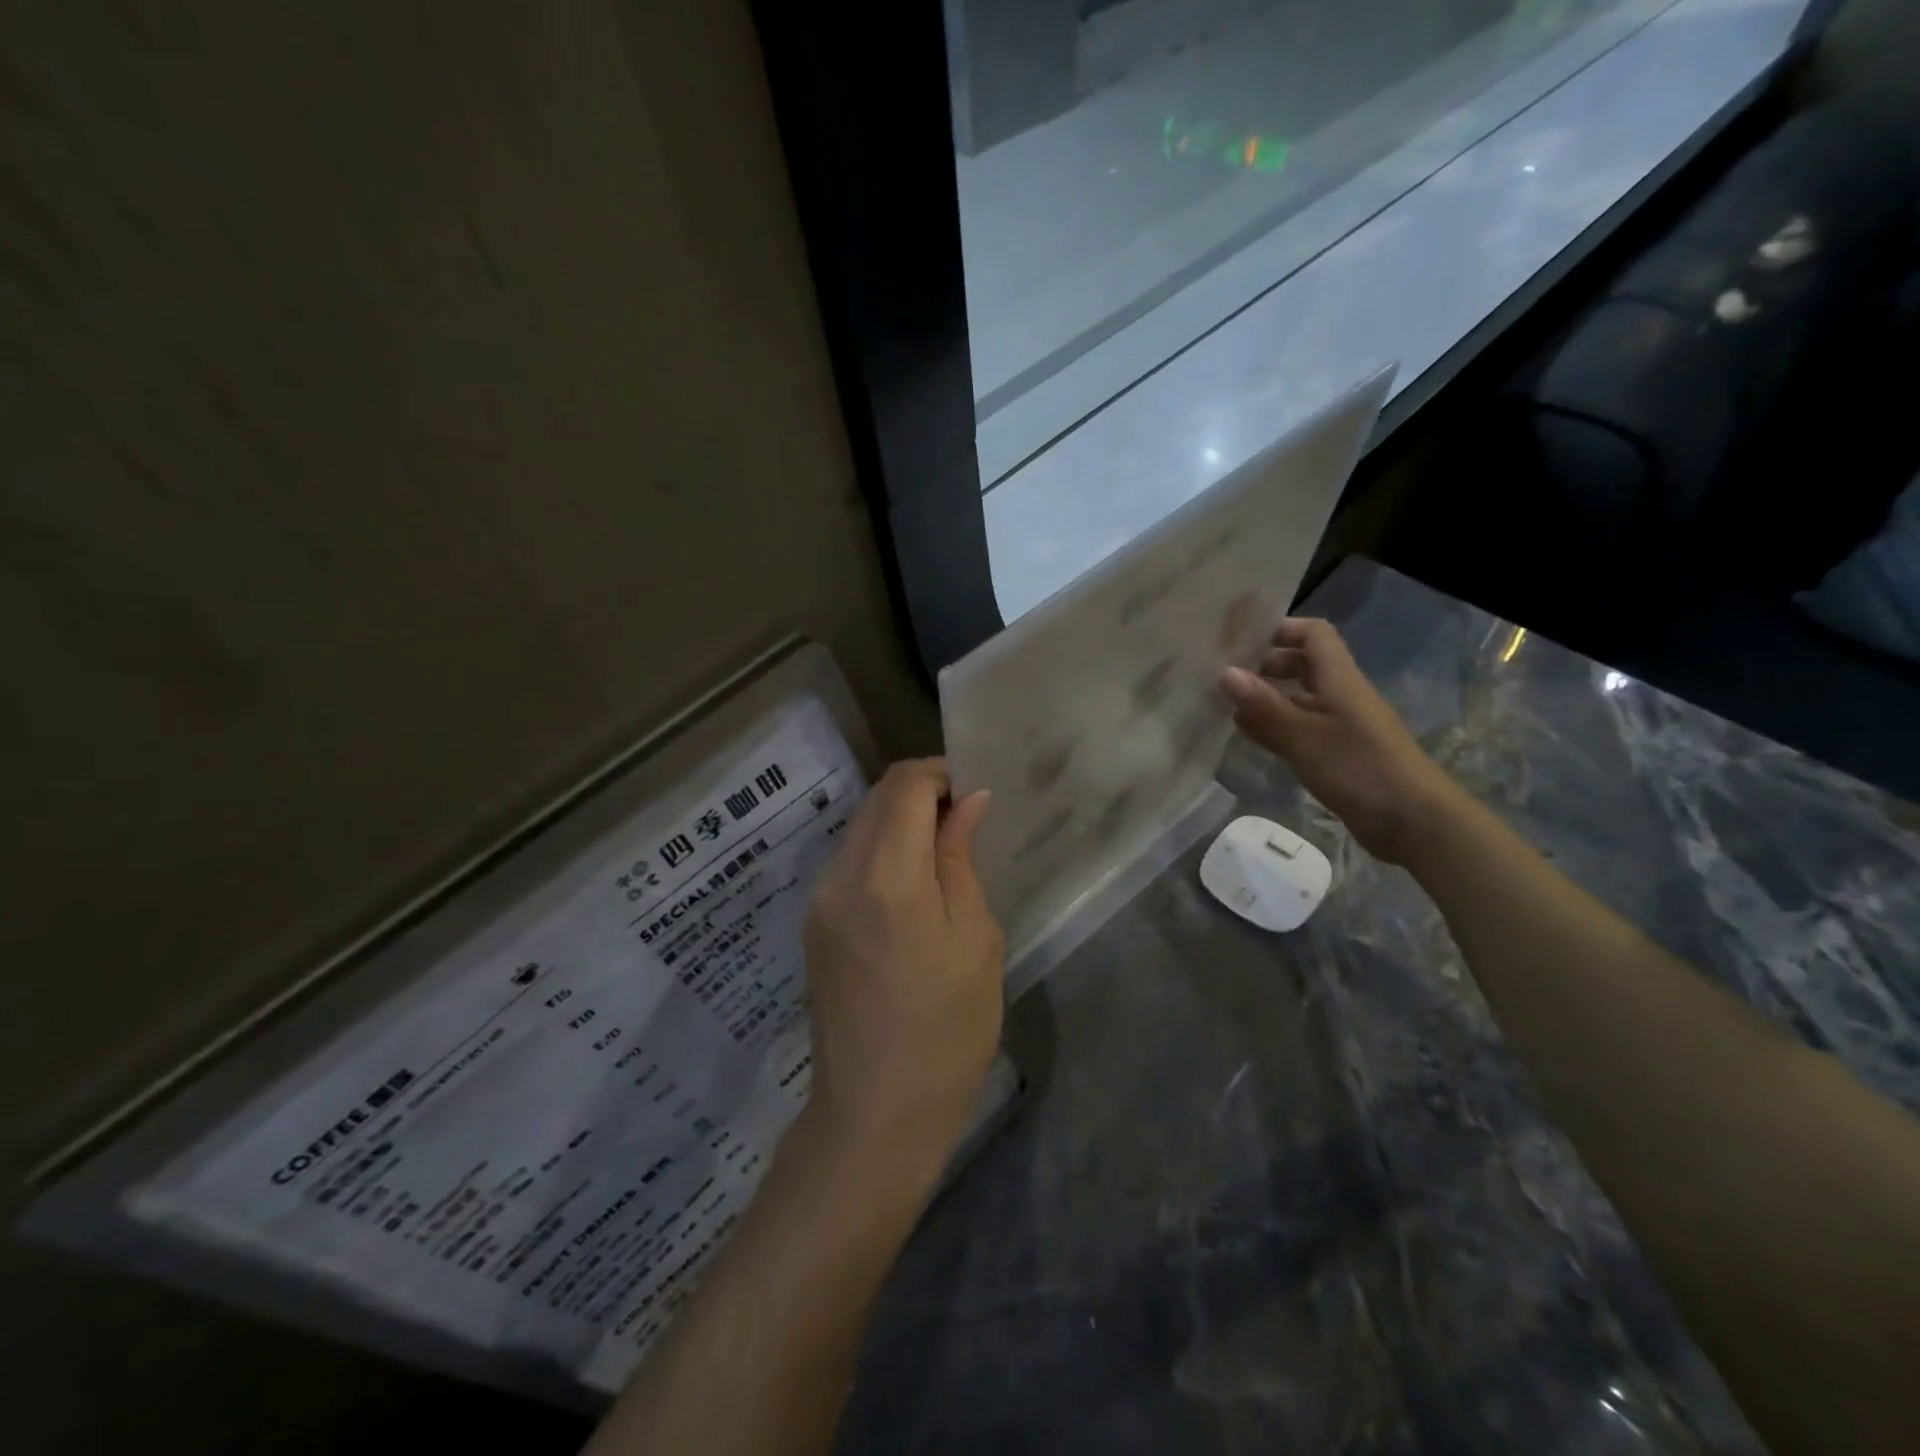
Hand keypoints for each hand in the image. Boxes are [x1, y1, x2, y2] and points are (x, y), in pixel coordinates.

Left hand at [798, 759, 1004, 1186]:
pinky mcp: (813, 923)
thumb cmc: (947, 1031)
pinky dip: (881, 851)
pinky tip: (911, 886)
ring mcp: (818, 900)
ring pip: (859, 827)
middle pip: (876, 799)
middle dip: (920, 793)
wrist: (875, 1115)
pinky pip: (848, 861)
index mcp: (886, 876)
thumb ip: (961, 858)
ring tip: (942, 853)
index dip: (940, 773)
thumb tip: (967, 800)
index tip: (973, 792)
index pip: (904, 785)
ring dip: (899, 821)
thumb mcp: (975, 939)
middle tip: (965, 821)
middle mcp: (840, 875)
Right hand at [1220, 618, 1461, 864]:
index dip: (1281, 629)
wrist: (1415, 822)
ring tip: (1226, 706)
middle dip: (1266, 665)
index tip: (1241, 640)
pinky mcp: (1339, 754)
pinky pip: (1302, 729)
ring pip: (1300, 699)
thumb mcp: (1305, 737)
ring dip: (1268, 699)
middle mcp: (1341, 695)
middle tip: (1225, 677)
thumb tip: (1225, 672)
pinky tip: (1250, 737)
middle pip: (1305, 665)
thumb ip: (1265, 706)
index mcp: (1339, 680)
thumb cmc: (1361, 770)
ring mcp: (1342, 726)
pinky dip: (1276, 727)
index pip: (1313, 635)